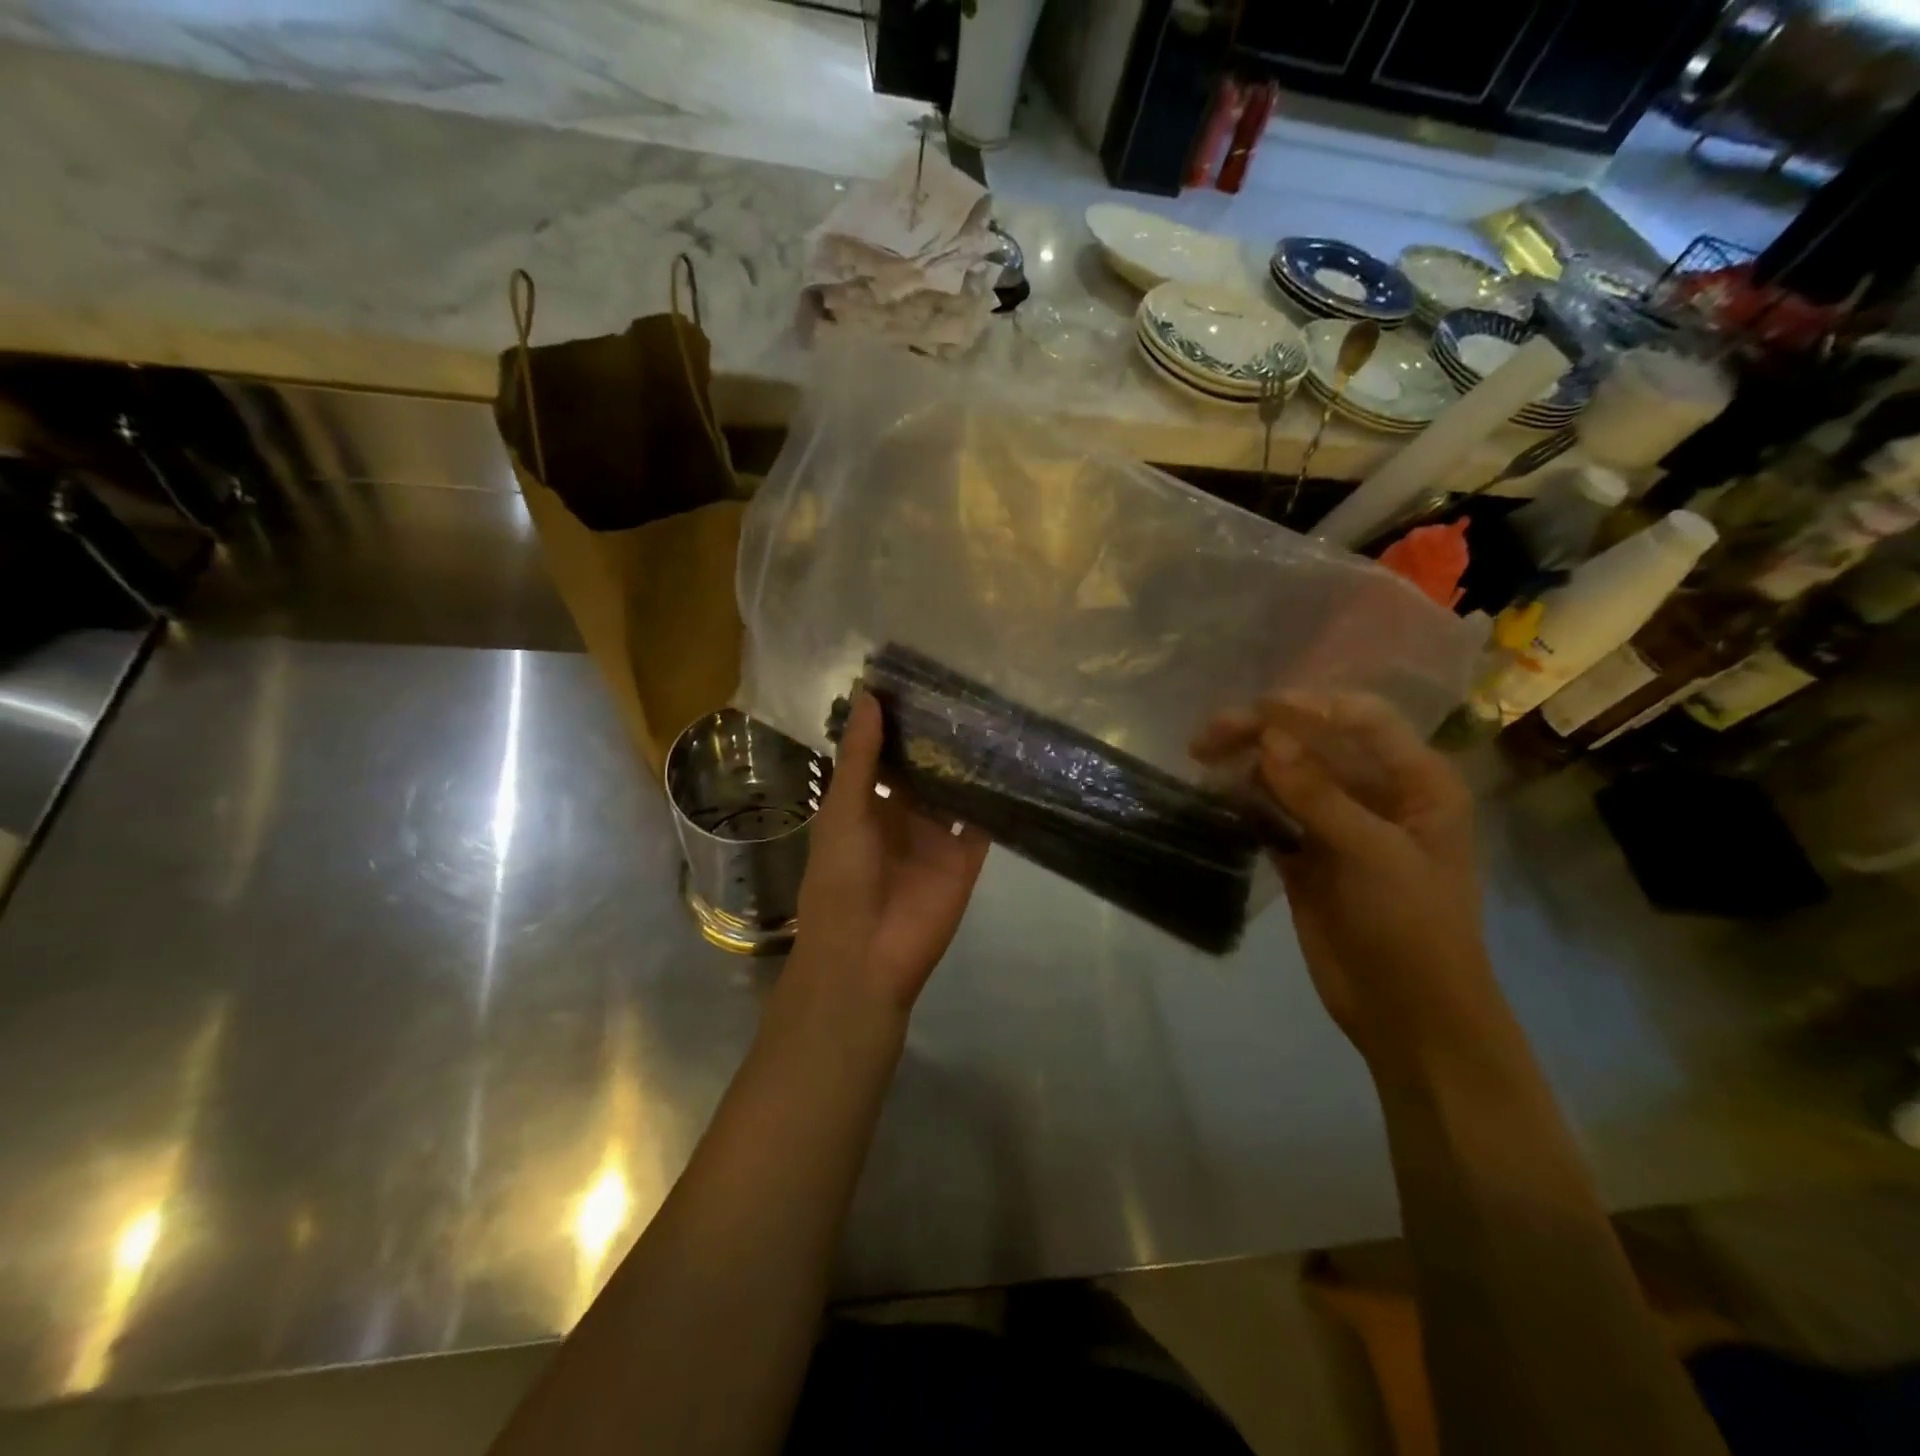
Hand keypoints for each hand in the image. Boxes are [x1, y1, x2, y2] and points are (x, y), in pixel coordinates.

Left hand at [791, 692, 989, 1015]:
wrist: (866, 955)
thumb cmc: (842, 877)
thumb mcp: (844, 809)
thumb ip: (860, 756)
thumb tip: (868, 694)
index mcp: (864, 804)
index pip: (883, 754)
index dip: (897, 722)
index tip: (918, 678)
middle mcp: (902, 815)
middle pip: (923, 769)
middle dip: (938, 737)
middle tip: (965, 687)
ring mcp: (935, 837)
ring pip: (955, 791)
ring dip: (968, 763)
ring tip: (993, 714)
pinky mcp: (965, 859)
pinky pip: (983, 823)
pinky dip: (995, 798)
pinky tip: (1012, 762)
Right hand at [1194, 692, 1500, 1071]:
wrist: (1408, 1014)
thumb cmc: (1413, 928)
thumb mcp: (1374, 855)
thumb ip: (1320, 795)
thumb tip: (1268, 738)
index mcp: (1416, 782)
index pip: (1361, 719)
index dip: (1308, 707)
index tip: (1255, 712)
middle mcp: (1377, 793)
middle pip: (1315, 743)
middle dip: (1264, 732)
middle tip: (1208, 736)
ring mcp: (1338, 825)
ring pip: (1287, 776)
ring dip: (1247, 764)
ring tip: (1201, 759)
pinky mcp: (1307, 855)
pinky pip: (1272, 814)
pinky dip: (1245, 802)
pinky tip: (1214, 795)